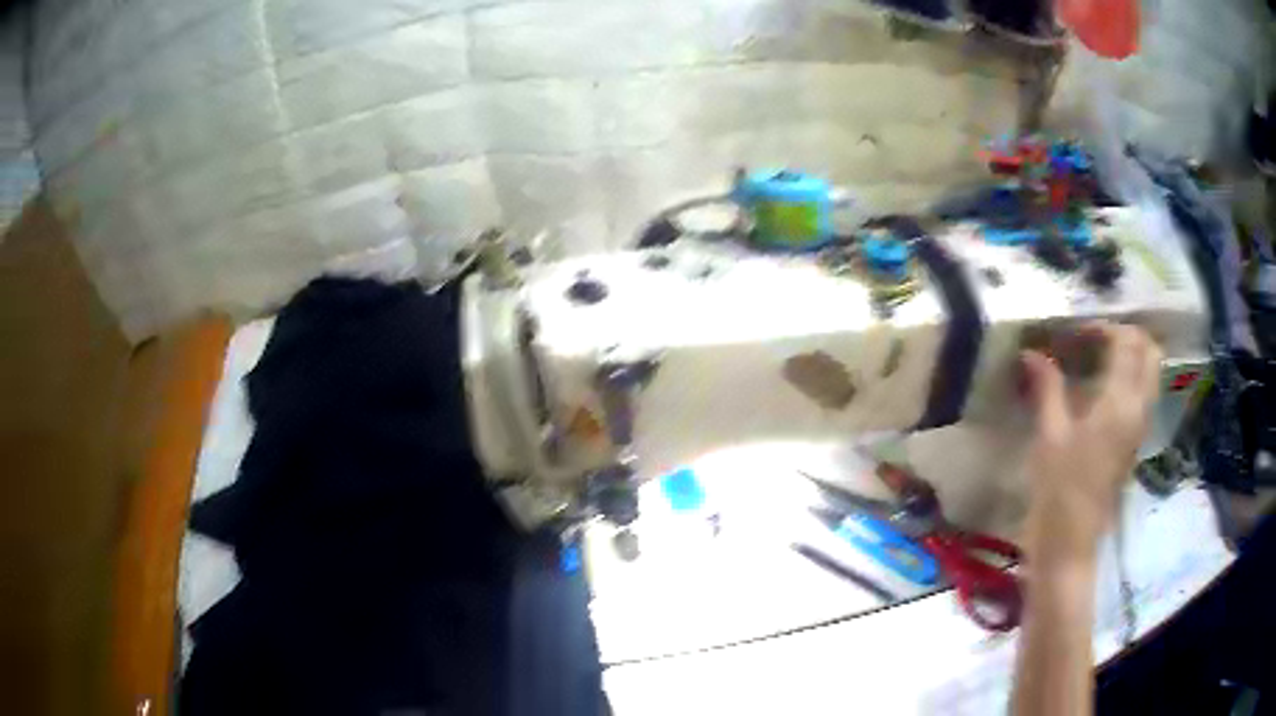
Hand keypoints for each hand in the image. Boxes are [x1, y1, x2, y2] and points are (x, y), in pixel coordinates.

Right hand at [1019, 322, 1162, 563]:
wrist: (1069, 545)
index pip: (1126, 342)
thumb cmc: (1058, 491)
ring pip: (1150, 373)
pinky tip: (1099, 389)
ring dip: (1130, 357)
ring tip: (1097, 360)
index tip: (1073, 333)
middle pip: (1149, 352)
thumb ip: (1047, 388)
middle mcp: (1138, 409)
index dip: (1102, 327)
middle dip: (1126, 336)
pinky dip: (1127, 380)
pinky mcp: (1133, 444)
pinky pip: (1141, 396)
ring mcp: (1139, 428)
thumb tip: (1032, 352)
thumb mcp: (1049, 436)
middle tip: (1094, 340)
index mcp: (1120, 402)